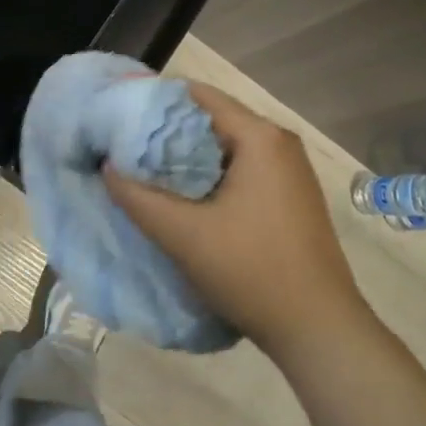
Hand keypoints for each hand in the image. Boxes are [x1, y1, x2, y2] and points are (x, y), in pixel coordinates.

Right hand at [105, 83, 370, 360]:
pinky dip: (211, 177)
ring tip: (145, 172)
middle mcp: (279, 143)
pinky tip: (184, 199)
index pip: (199, 96)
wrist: (318, 329)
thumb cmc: (252, 271)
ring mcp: (290, 171)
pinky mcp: (291, 197)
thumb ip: (139, 198)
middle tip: (124, 145)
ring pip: (227, 148)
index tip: (119, 115)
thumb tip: (107, 167)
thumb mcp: (185, 235)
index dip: (156, 101)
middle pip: (213, 120)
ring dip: (188, 158)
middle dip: (168, 132)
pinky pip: (243, 170)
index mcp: (261, 137)